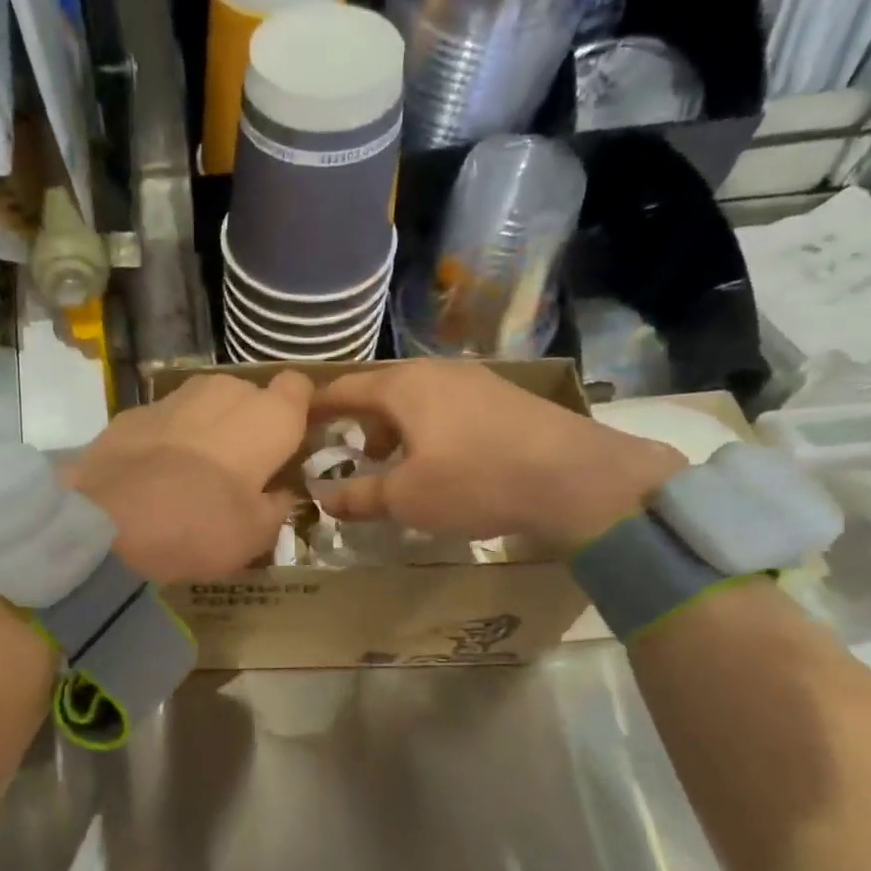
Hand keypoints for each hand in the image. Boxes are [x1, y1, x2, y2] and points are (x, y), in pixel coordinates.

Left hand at [66, 371, 312, 580]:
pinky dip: (169, 439)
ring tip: (197, 472)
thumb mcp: (256, 535)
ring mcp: (176, 396)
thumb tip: (281, 494)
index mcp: (270, 417)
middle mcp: (227, 391)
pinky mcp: (134, 410)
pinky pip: (167, 420)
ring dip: (209, 428)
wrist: (110, 521)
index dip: (300, 411)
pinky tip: (156, 474)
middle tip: (243, 469)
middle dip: (250, 425)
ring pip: (207, 404)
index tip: (293, 441)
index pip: (300, 388)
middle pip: (250, 397)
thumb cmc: (201, 526)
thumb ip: (277, 507)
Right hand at [310, 361, 683, 554]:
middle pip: (380, 391)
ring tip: (399, 465)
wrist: (574, 477)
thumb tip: (323, 498)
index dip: (315, 407)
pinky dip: (429, 429)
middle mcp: (434, 371)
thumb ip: (358, 496)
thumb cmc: (474, 481)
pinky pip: (447, 407)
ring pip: (416, 399)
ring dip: (397, 429)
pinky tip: (443, 461)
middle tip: (353, 456)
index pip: (343, 389)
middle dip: (360, 423)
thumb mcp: (405, 498)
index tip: (295, 422)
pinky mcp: (503, 396)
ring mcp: (473, 379)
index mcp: (402, 387)